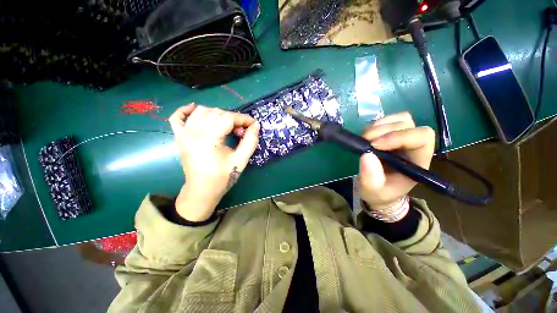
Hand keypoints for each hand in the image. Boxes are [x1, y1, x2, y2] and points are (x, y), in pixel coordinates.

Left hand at [169, 104, 259, 221]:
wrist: (202, 191)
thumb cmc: (223, 178)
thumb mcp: (241, 160)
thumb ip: (250, 141)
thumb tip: (255, 125)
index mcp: (208, 139)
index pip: (228, 118)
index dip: (243, 119)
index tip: (253, 124)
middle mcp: (193, 132)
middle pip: (216, 113)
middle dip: (233, 118)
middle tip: (242, 131)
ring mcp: (183, 134)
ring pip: (201, 111)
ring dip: (218, 114)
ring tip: (227, 126)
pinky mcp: (179, 137)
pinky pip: (178, 117)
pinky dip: (186, 110)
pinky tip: (195, 109)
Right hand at [357, 112, 434, 211]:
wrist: (379, 190)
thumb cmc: (380, 193)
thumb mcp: (373, 191)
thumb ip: (371, 177)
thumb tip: (366, 155)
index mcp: (417, 161)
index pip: (421, 138)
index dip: (399, 136)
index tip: (375, 145)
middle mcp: (413, 146)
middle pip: (408, 125)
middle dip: (384, 131)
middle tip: (365, 141)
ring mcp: (402, 138)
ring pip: (399, 119)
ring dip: (379, 126)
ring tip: (364, 138)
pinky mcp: (390, 135)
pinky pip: (388, 120)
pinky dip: (375, 124)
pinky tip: (367, 136)